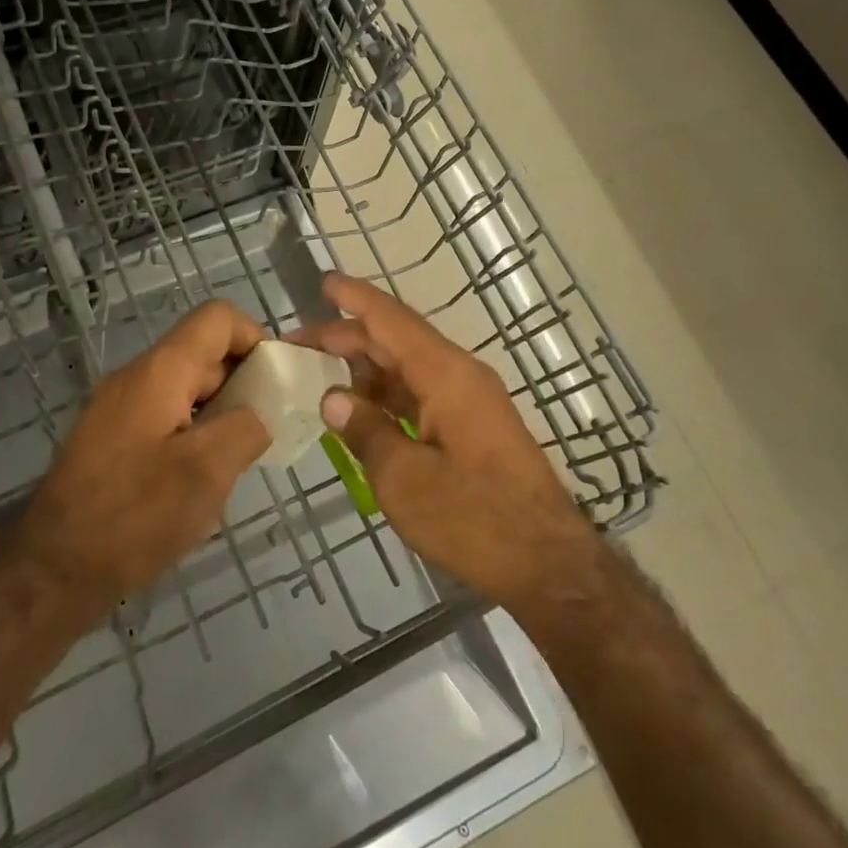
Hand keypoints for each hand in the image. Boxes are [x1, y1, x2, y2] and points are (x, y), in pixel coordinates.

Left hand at [13, 300, 271, 612]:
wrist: (54, 568)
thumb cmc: (135, 515)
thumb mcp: (208, 470)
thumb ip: (246, 427)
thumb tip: (256, 415)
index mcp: (161, 371)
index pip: (217, 318)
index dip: (256, 337)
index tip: (277, 382)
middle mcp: (137, 377)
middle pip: (203, 352)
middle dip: (243, 381)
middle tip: (268, 428)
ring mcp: (118, 408)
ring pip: (185, 388)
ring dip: (220, 412)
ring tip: (239, 457)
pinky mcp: (111, 439)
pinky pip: (165, 416)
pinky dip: (194, 432)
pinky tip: (202, 477)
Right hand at [297, 273, 602, 610]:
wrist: (548, 565)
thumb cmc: (473, 518)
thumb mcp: (403, 478)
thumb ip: (365, 431)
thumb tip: (333, 398)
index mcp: (446, 375)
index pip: (392, 321)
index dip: (356, 299)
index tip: (324, 282)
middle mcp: (460, 376)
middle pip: (397, 342)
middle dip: (347, 338)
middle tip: (298, 346)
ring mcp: (469, 402)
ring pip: (408, 369)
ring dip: (365, 368)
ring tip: (318, 374)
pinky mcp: (472, 428)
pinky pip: (421, 395)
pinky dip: (386, 395)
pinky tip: (358, 409)